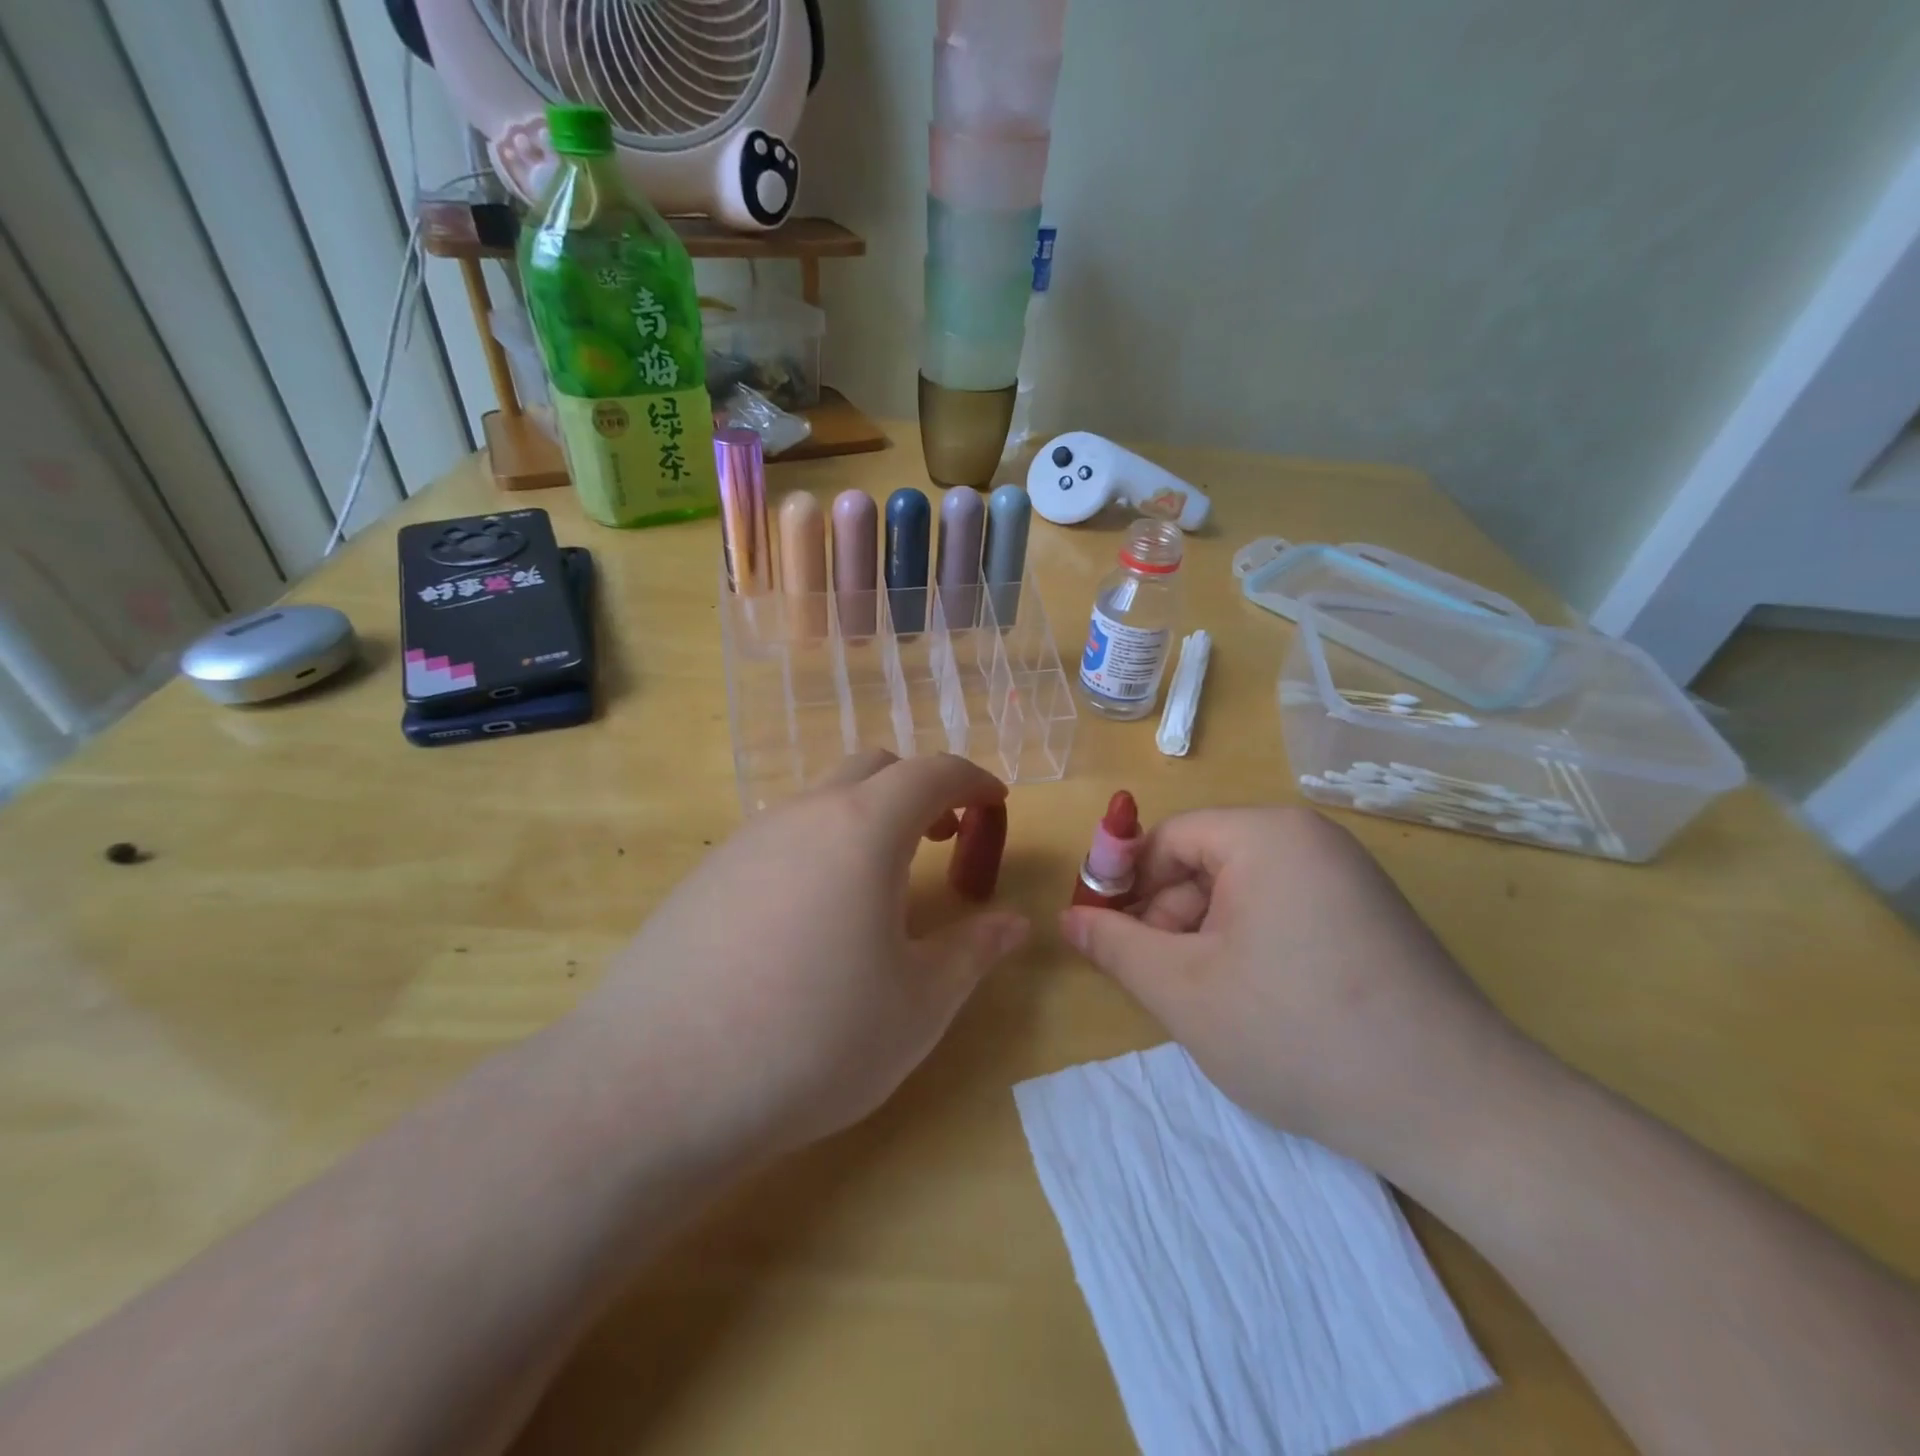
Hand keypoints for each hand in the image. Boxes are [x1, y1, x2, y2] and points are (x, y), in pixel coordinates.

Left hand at [572, 751, 1028, 1164]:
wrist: (654, 1086)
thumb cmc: (813, 1040)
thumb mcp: (917, 1005)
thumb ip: (972, 952)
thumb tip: (1014, 923)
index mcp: (863, 829)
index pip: (931, 773)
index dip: (972, 781)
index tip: (996, 804)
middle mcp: (802, 815)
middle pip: (873, 769)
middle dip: (920, 791)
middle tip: (945, 838)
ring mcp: (745, 841)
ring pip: (821, 801)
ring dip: (866, 820)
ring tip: (882, 884)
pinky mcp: (705, 876)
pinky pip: (780, 838)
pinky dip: (819, 848)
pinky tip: (813, 919)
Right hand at [1060, 806, 1538, 1174]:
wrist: (1459, 1113)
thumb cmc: (1299, 1034)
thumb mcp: (1184, 991)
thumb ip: (1115, 946)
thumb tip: (1068, 919)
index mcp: (1267, 835)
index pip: (1167, 839)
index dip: (1125, 884)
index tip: (1104, 938)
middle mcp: (1310, 840)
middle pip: (1205, 863)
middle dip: (1168, 919)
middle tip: (1157, 983)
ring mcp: (1347, 878)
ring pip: (1242, 893)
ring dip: (1206, 940)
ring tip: (1205, 1004)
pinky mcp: (1369, 917)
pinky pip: (1282, 913)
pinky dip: (1250, 948)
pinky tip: (1253, 1004)